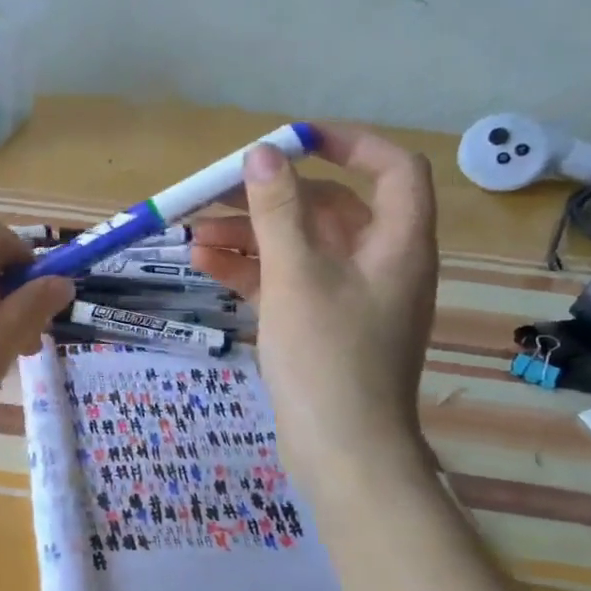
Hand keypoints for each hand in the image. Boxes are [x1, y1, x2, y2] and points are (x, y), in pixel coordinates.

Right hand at [191, 125, 438, 471]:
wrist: (343, 452)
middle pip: (329, 208)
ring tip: (194, 236)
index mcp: (397, 243)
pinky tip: (206, 265)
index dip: (348, 143)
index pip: (392, 169)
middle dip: (271, 198)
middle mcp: (379, 262)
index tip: (294, 139)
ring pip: (300, 247)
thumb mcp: (296, 274)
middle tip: (216, 191)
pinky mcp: (322, 325)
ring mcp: (349, 297)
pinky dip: (252, 270)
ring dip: (250, 236)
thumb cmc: (327, 356)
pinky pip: (288, 281)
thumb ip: (277, 210)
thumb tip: (262, 152)